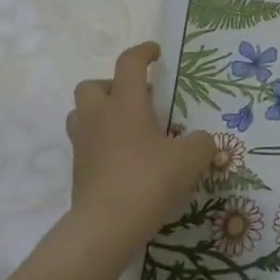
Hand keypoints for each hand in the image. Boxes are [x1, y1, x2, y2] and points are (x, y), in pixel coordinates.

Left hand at [64, 42, 214, 255]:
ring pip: (82, 115)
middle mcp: (99, 117)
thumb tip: (202, 141)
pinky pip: (87, 145)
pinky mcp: (78, 172)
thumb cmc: (148, 180)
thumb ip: (202, 142)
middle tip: (138, 101)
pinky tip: (126, 160)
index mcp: (125, 103)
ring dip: (101, 114)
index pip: (129, 64)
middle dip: (112, 86)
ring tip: (129, 129)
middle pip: (91, 86)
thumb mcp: (190, 158)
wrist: (106, 226)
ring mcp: (83, 145)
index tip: (156, 53)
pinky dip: (103, 145)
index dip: (143, 52)